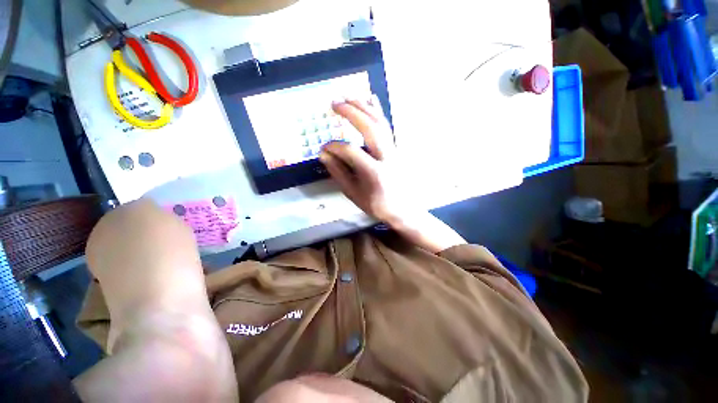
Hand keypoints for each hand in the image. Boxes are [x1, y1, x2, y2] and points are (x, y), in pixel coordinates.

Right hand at [321, 99, 465, 252]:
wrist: (403, 210)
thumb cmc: (377, 205)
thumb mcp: (354, 194)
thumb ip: (339, 173)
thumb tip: (324, 154)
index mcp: (374, 172)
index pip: (351, 151)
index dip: (334, 147)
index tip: (324, 148)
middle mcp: (386, 157)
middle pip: (369, 128)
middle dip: (351, 113)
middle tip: (334, 103)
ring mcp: (393, 151)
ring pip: (380, 123)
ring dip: (364, 107)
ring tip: (349, 96)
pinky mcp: (396, 148)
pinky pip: (386, 126)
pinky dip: (378, 111)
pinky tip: (371, 99)